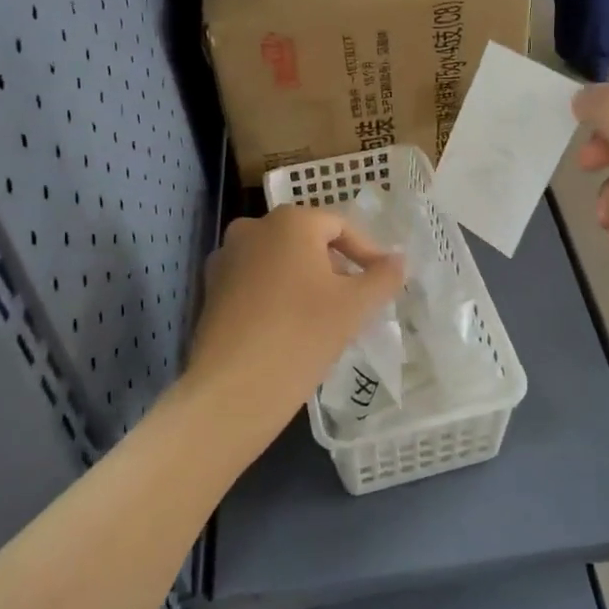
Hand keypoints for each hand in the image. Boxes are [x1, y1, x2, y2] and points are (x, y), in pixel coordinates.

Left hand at [185, 206, 405, 450]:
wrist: (234, 387)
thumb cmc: (302, 333)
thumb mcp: (356, 305)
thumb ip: (383, 276)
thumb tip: (398, 260)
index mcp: (290, 221)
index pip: (340, 226)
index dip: (367, 252)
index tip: (383, 282)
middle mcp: (252, 228)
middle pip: (307, 241)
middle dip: (335, 267)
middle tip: (356, 300)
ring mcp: (226, 259)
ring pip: (280, 262)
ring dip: (306, 281)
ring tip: (326, 317)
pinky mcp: (210, 291)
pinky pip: (256, 283)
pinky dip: (278, 295)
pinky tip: (291, 328)